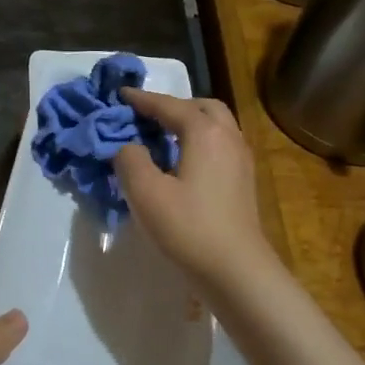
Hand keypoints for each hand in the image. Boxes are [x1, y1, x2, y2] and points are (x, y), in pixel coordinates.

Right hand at [113, 88, 274, 290]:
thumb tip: (128, 147)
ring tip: (162, 136)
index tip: (120, 94)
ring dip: (189, 122)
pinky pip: (220, 145)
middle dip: (173, 105)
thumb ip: (130, 160)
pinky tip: (183, 162)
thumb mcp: (145, 193)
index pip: (169, 105)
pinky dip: (199, 141)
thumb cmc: (188, 227)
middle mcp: (228, 137)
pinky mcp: (243, 181)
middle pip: (201, 107)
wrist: (236, 270)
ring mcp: (241, 159)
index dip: (142, 99)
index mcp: (204, 132)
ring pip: (215, 125)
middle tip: (146, 115)